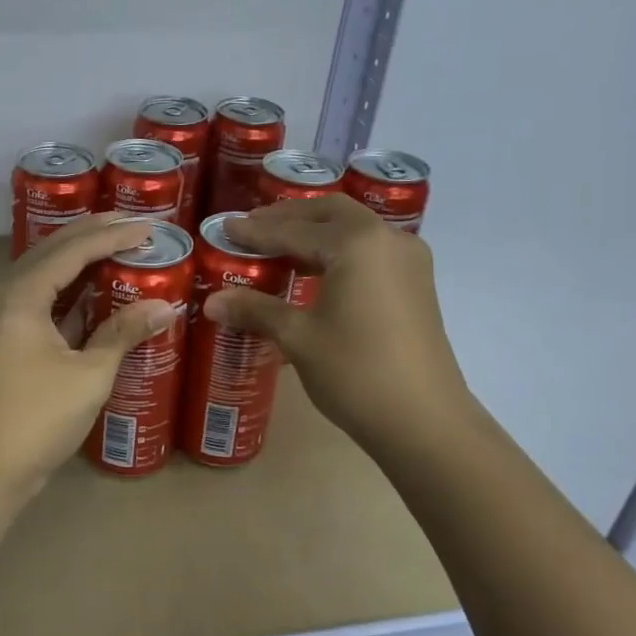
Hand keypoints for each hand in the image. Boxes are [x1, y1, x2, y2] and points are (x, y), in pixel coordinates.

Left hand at [0, 213, 177, 507]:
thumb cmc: (34, 422)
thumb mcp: (88, 376)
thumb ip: (123, 333)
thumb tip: (165, 307)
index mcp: (16, 296)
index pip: (70, 251)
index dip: (111, 236)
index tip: (148, 228)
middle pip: (49, 253)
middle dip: (91, 237)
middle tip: (132, 226)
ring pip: (39, 276)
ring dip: (76, 263)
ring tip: (116, 249)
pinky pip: (31, 301)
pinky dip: (62, 294)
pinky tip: (90, 292)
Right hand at [204, 196, 472, 456]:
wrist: (424, 422)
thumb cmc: (355, 372)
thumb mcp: (298, 338)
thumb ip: (255, 310)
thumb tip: (211, 301)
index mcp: (356, 243)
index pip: (294, 229)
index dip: (255, 232)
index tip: (225, 229)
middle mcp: (387, 238)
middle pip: (329, 214)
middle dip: (288, 218)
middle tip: (252, 228)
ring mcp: (408, 260)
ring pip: (353, 228)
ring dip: (315, 231)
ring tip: (278, 246)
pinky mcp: (416, 283)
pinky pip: (369, 249)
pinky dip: (338, 249)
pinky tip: (315, 269)